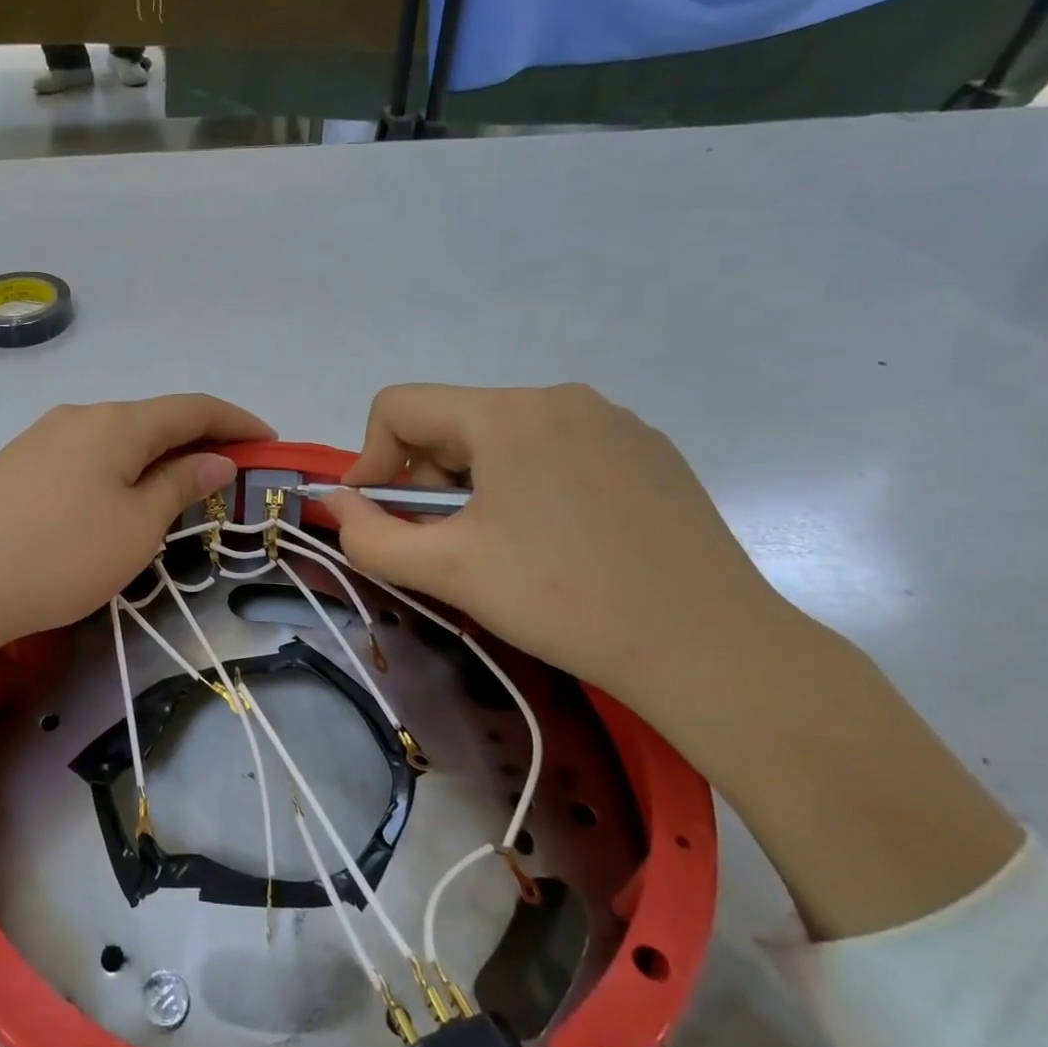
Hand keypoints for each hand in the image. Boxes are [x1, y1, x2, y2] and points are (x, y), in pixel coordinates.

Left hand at [0, 394, 273, 654]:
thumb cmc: (60, 554)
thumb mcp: (136, 526)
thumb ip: (180, 485)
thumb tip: (215, 459)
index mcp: (117, 422)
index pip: (193, 407)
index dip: (237, 421)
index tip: (271, 442)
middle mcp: (78, 417)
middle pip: (153, 420)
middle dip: (198, 442)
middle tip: (228, 477)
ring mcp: (40, 440)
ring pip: (116, 441)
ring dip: (156, 460)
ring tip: (177, 495)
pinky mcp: (14, 468)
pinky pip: (84, 460)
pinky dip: (118, 473)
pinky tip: (116, 504)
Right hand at [321, 383, 784, 716]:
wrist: (710, 648)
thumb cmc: (562, 600)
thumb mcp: (446, 570)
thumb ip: (368, 535)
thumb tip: (337, 502)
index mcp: (508, 414)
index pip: (399, 406)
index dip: (370, 458)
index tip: (379, 516)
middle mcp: (561, 398)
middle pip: (453, 422)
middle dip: (428, 480)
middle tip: (447, 544)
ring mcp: (614, 421)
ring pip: (504, 437)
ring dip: (476, 485)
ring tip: (504, 548)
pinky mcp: (649, 451)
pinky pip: (558, 450)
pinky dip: (530, 485)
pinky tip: (559, 542)